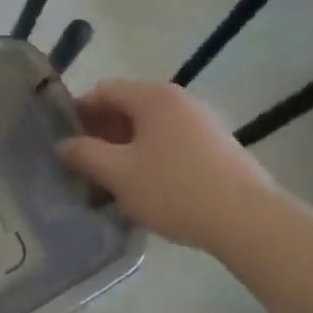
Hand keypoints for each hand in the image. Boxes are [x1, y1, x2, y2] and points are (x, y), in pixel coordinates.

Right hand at [57, 80, 276, 254]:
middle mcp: (179, 100)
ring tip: (111, 180)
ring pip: (150, 128)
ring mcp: (202, 123)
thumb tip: (64, 144)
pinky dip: (151, 157)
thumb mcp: (118, 174)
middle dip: (101, 133)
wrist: (248, 221)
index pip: (103, 91)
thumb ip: (85, 154)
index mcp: (153, 97)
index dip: (78, 112)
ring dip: (125, 148)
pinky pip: (171, 143)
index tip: (64, 140)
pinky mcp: (217, 148)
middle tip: (83, 164)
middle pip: (127, 107)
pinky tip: (146, 188)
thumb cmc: (174, 189)